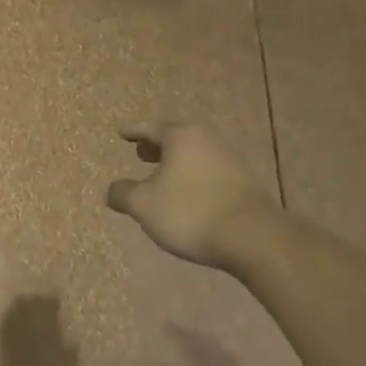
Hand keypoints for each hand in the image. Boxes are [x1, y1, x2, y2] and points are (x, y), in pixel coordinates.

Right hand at [106, 121, 265, 268]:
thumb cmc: (190, 212)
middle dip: (156, 146)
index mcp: (180, 137)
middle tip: (141, 153)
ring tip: (163, 176)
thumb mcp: (144, 205)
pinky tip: (188, 194)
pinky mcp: (243, 182)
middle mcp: (205, 140)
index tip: (122, 131)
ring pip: (194, 154)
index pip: (149, 127)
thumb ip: (123, 194)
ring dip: (176, 163)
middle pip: (175, 138)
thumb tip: (112, 190)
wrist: (253, 238)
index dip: (133, 130)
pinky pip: (209, 171)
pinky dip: (193, 176)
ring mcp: (228, 160)